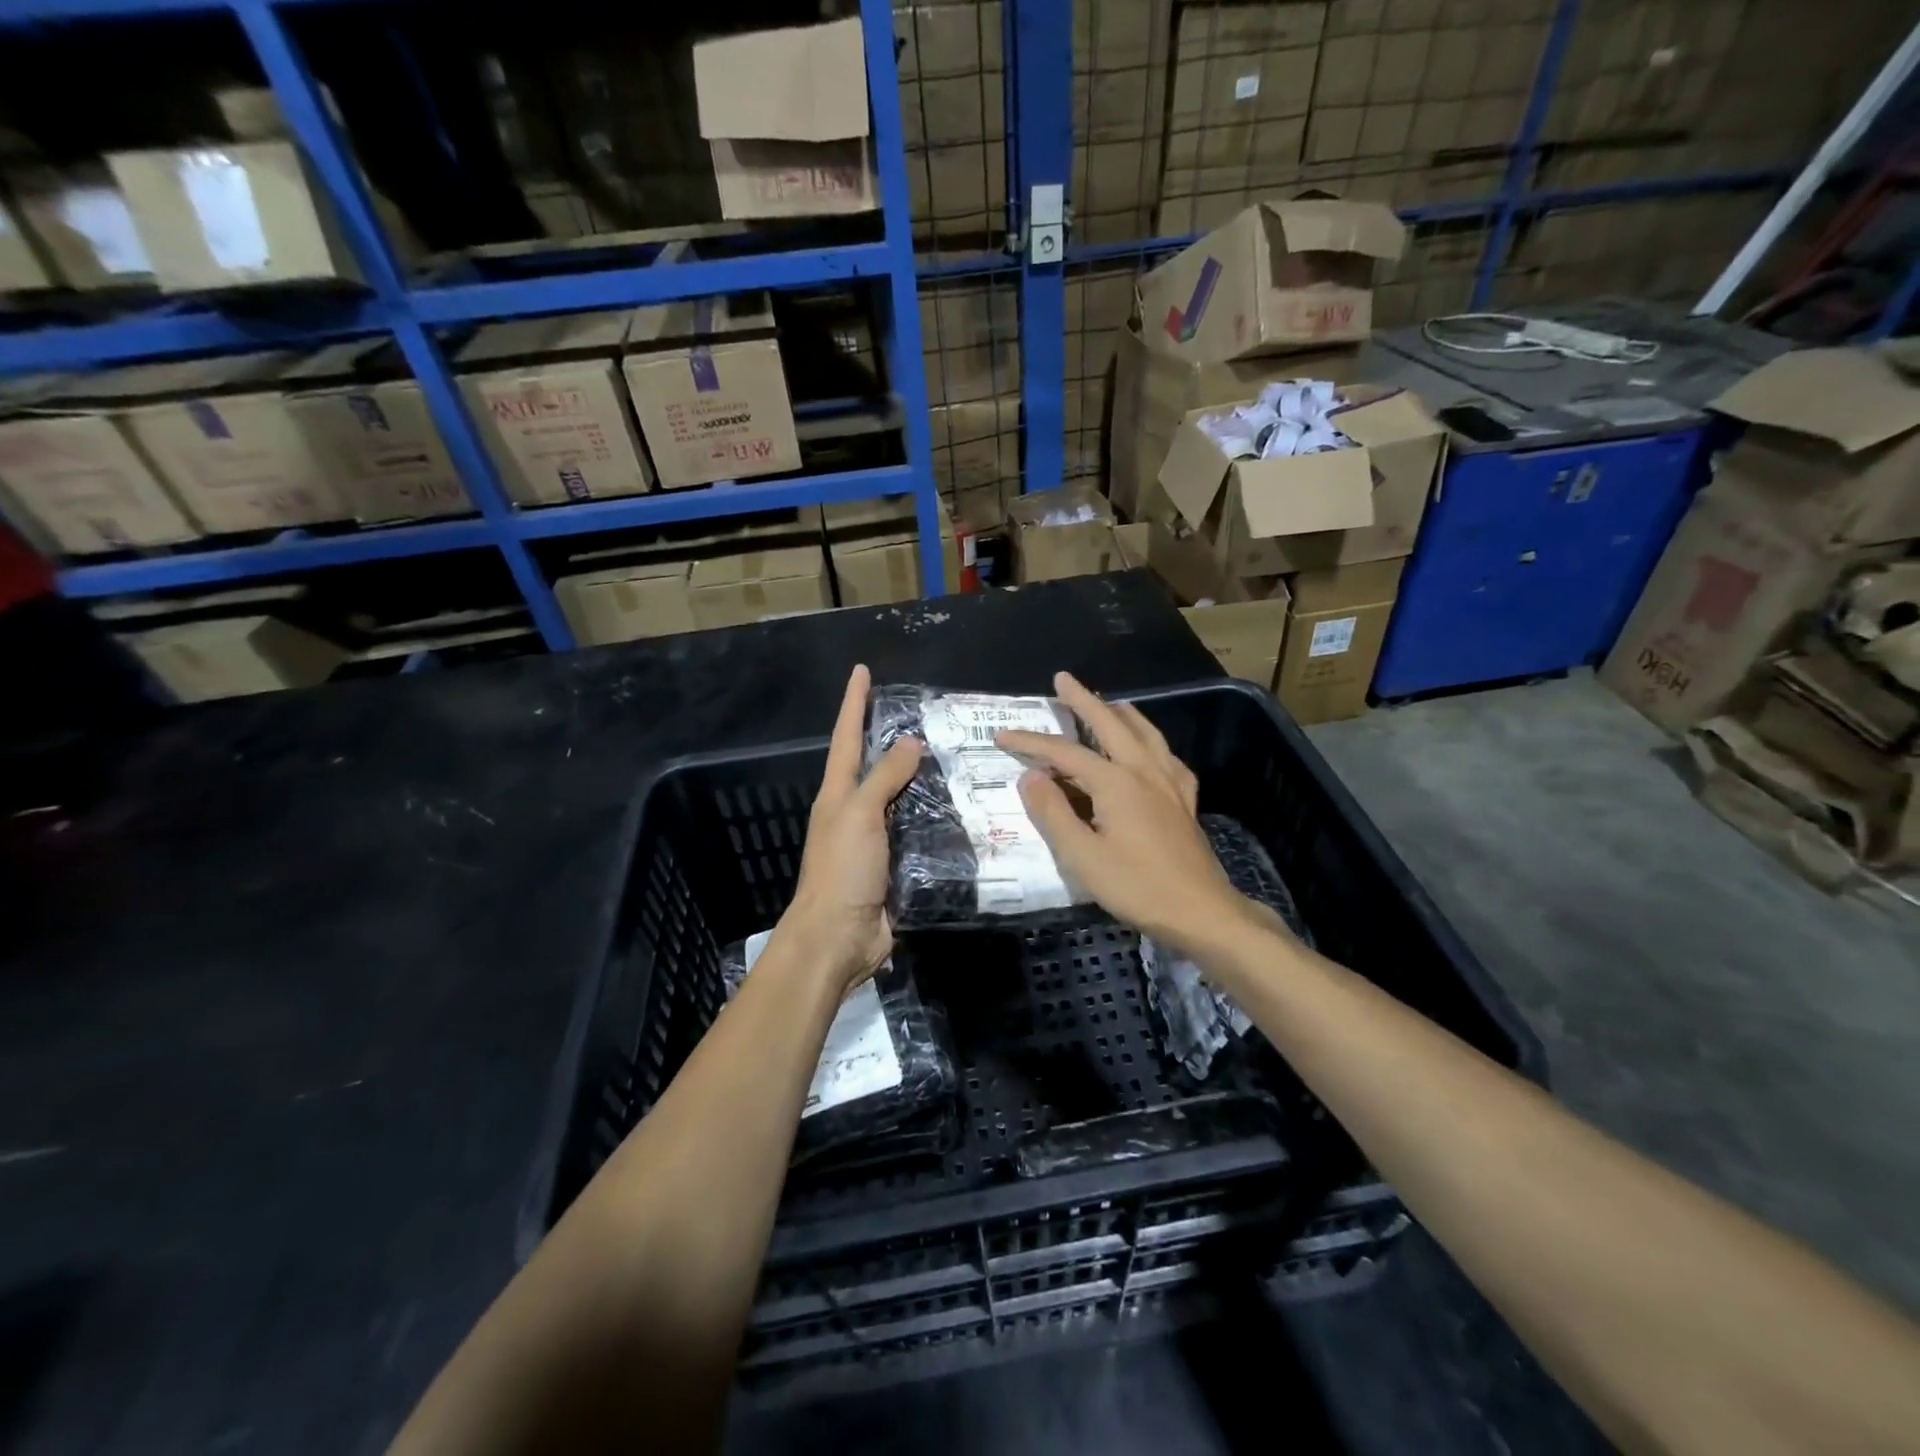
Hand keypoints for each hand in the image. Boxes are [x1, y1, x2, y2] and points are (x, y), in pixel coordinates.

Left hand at [777, 664, 922, 993]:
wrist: (838, 938)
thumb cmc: (842, 870)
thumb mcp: (859, 815)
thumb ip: (884, 777)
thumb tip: (909, 742)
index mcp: (837, 794)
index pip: (846, 737)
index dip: (853, 703)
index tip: (862, 671)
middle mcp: (853, 811)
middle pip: (873, 765)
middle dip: (891, 737)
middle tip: (925, 713)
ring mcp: (874, 839)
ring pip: (899, 798)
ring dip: (920, 778)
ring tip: (953, 755)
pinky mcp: (895, 865)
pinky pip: (916, 831)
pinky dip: (934, 817)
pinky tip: (959, 809)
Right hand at [999, 672, 1266, 956]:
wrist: (1201, 911)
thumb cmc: (1137, 886)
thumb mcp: (1082, 856)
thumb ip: (1053, 813)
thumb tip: (1030, 776)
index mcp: (1116, 782)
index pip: (1064, 752)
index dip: (1030, 742)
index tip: (1001, 735)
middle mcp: (1144, 770)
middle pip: (1110, 724)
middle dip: (1083, 700)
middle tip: (1063, 679)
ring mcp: (1170, 782)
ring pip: (1144, 732)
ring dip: (1121, 713)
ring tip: (1108, 702)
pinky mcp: (1185, 799)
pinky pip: (1167, 756)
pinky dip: (1152, 741)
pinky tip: (1150, 749)